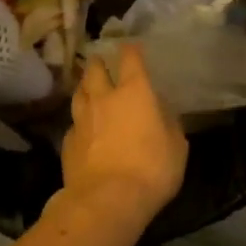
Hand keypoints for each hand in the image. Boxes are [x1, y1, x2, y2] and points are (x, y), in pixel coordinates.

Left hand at [61, 44, 187, 226]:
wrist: (107, 200)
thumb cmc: (152, 169)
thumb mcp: (177, 146)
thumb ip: (169, 122)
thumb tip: (161, 109)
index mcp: (134, 92)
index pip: (130, 59)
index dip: (131, 49)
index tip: (131, 45)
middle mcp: (104, 98)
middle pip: (95, 70)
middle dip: (99, 63)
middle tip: (102, 62)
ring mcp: (81, 120)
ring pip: (79, 93)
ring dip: (85, 88)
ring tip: (89, 88)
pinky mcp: (68, 143)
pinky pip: (73, 123)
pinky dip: (79, 121)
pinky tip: (83, 128)